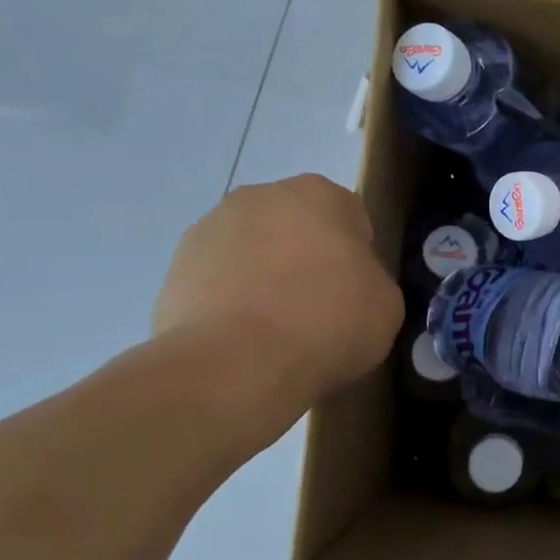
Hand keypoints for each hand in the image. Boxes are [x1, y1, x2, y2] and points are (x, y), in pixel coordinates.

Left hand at [152, 175, 402, 411]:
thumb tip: (347, 285)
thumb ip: (370, 278)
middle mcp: (259, 197)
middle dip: (305, 259)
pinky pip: (217, 282)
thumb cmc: (327, 323)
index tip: (355, 293)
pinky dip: (229, 304)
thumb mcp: (386, 303)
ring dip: (263, 278)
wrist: (235, 366)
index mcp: (318, 193)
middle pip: (295, 227)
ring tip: (275, 333)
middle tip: (318, 311)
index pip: (349, 217)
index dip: (357, 257)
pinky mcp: (173, 270)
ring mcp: (208, 229)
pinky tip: (242, 341)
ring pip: (252, 251)